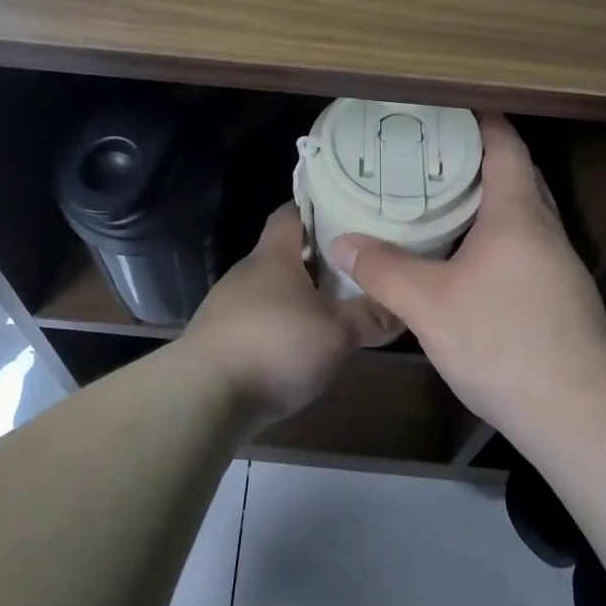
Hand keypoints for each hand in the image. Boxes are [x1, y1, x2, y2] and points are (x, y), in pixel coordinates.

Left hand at [181, 203, 392, 425]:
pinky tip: (301, 347)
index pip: (291, 213)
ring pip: (272, 289)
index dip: (317, 208)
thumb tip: (401, 307)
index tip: (346, 212)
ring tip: (334, 308)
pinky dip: (281, 326)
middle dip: (317, 259)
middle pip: (284, 253)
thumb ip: (370, 316)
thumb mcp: (337, 332)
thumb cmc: (275, 346)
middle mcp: (247, 272)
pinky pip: (258, 320)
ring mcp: (228, 305)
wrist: (204, 396)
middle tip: (355, 266)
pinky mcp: (219, 339)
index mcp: (273, 256)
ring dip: (299, 296)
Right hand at [328, 114, 605, 438]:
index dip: (482, 120)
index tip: (451, 106)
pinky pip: (525, 242)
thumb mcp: (429, 305)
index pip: (505, 146)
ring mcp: (557, 263)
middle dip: (481, 156)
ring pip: (523, 212)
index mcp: (516, 214)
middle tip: (434, 151)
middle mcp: (543, 229)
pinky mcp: (559, 294)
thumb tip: (341, 242)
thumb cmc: (504, 341)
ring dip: (490, 197)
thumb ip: (383, 270)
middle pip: (518, 174)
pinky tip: (468, 255)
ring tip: (443, 197)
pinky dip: (497, 232)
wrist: (578, 412)